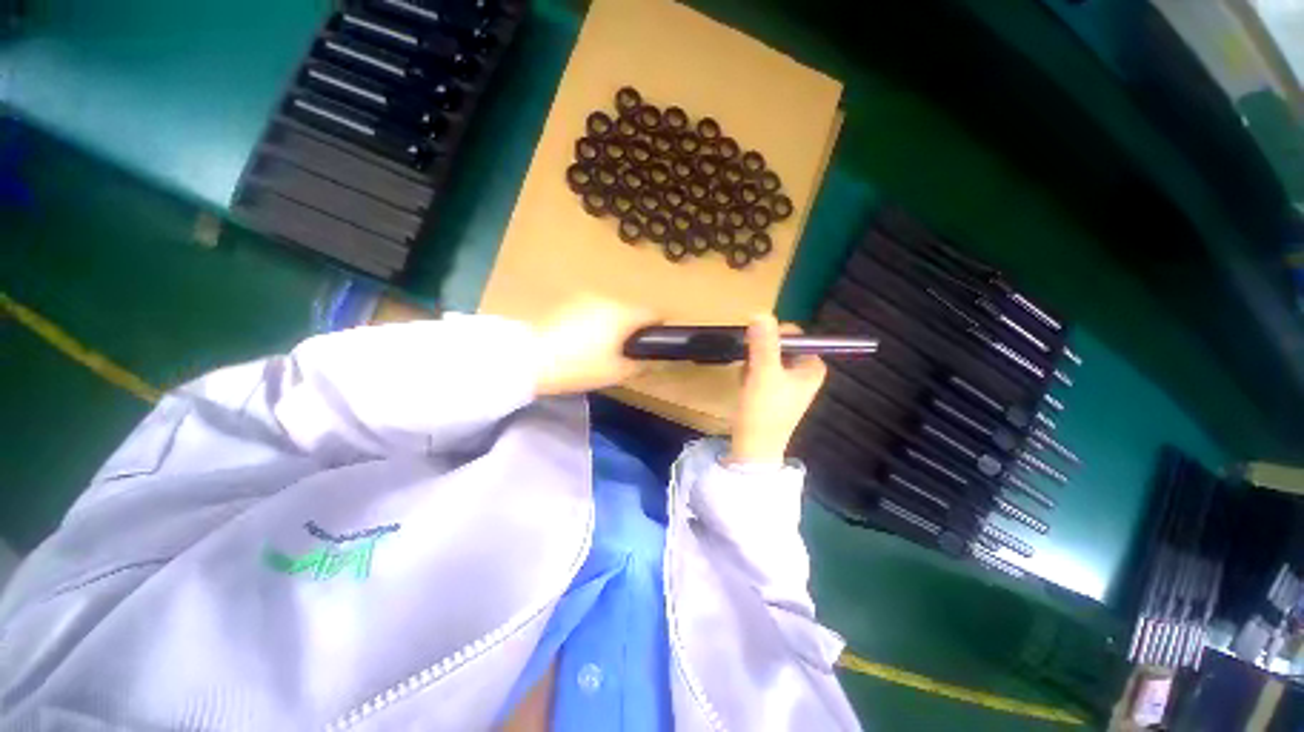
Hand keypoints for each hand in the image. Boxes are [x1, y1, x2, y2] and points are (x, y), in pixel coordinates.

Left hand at [533, 295, 658, 395]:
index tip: (658, 345)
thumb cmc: (580, 367)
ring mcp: (587, 298)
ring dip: (618, 324)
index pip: (656, 313)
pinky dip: (600, 322)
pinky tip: (586, 341)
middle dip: (638, 328)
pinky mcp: (570, 303)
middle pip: (634, 310)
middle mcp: (608, 299)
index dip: (663, 328)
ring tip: (607, 347)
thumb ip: (643, 364)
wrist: (531, 359)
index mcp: (624, 313)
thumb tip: (657, 359)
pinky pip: (596, 310)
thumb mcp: (616, 372)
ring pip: (615, 309)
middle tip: (630, 351)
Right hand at [727, 314, 827, 463]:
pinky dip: (751, 373)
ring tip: (747, 378)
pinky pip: (762, 370)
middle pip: (779, 346)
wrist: (753, 447)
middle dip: (760, 352)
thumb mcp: (764, 372)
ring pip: (767, 357)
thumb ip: (764, 342)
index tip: (755, 344)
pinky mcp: (774, 392)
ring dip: (753, 363)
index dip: (773, 335)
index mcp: (813, 367)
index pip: (795, 335)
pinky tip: (745, 385)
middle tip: (750, 366)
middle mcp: (805, 373)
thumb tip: (761, 313)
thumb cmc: (765, 409)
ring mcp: (789, 384)